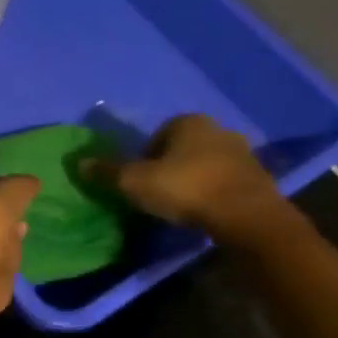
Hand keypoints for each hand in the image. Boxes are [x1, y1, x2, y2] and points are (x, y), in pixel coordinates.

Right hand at [81, 115, 280, 237]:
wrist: (245, 215)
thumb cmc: (186, 189)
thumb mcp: (135, 182)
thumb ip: (108, 172)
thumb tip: (80, 162)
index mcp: (188, 122)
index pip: (156, 135)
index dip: (143, 158)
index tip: (139, 182)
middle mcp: (217, 129)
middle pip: (182, 149)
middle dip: (169, 168)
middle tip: (156, 194)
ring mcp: (242, 152)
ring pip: (204, 164)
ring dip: (192, 181)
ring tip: (180, 207)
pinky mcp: (257, 177)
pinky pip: (224, 182)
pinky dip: (212, 193)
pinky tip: (204, 213)